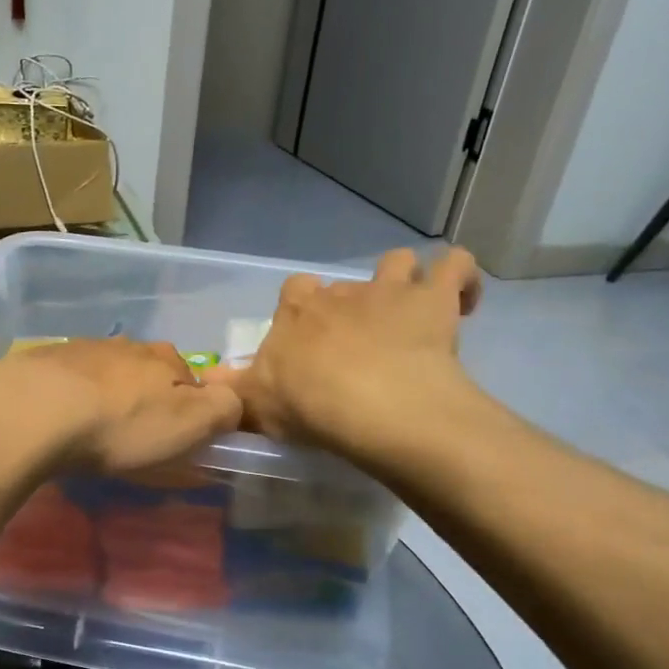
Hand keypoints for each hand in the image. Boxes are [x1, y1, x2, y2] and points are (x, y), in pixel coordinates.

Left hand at [0, 338, 243, 475]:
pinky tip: (61, 421)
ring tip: (94, 432)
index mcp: (166, 359)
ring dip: (108, 398)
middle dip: (147, 402)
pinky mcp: (43, 362)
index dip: (191, 411)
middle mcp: (127, 346)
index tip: (179, 441)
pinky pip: (69, 381)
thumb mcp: (190, 424)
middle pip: (148, 375)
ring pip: (108, 375)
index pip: (193, 381)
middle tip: (135, 439)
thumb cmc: (120, 424)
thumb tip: (232, 402)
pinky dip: (72, 398)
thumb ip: (223, 410)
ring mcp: (81, 349)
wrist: (33, 410)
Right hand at [214, 247, 484, 453]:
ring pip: (398, 262)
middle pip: (344, 284)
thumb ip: (231, 391)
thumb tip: (206, 382)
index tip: (309, 340)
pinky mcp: (435, 299)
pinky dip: (462, 279)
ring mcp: (390, 290)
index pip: (294, 290)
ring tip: (410, 312)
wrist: (374, 406)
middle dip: (351, 306)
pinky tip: (462, 302)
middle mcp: (341, 291)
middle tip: (358, 346)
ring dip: (404, 280)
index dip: (303, 309)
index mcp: (298, 310)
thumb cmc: (309, 406)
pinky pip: (456, 265)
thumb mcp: (256, 405)